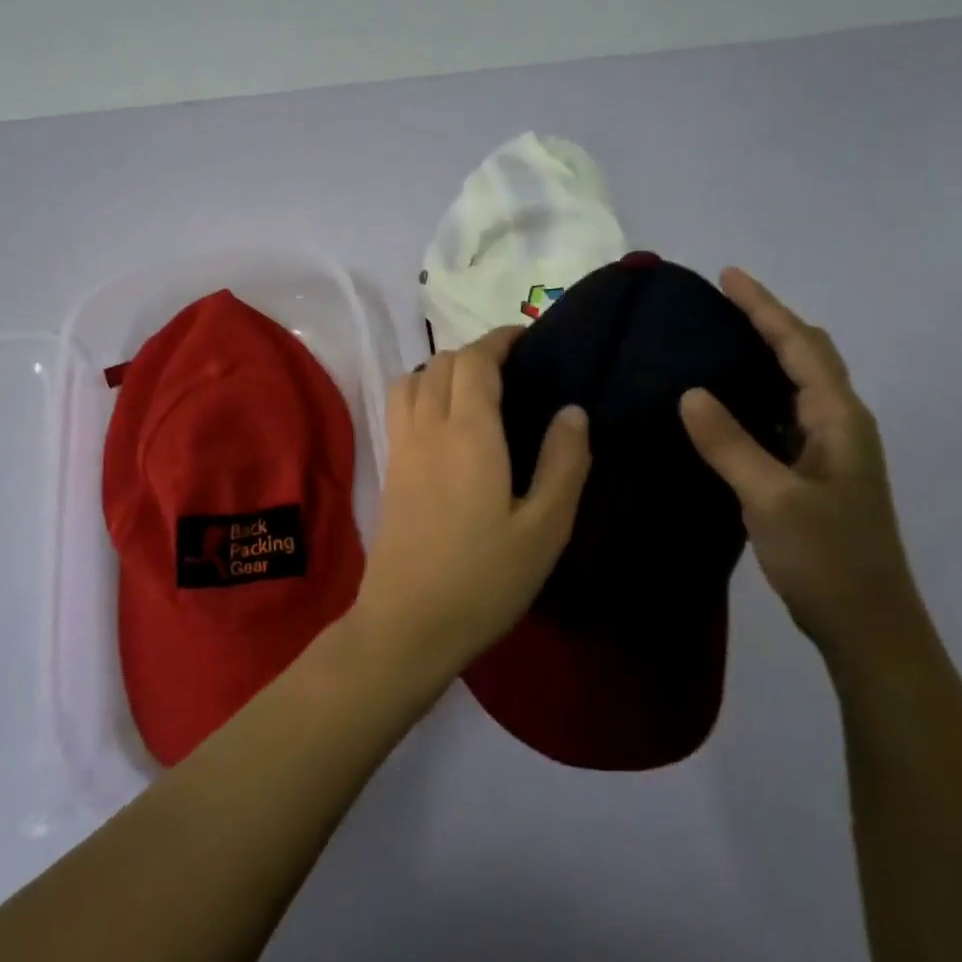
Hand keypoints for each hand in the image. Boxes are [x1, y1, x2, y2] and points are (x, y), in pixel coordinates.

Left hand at [351, 328, 591, 686]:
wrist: (408, 623)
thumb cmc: (484, 578)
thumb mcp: (544, 528)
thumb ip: (564, 463)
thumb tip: (573, 410)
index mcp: (468, 432)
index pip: (475, 360)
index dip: (500, 339)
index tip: (527, 339)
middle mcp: (428, 426)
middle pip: (442, 362)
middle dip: (476, 353)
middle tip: (513, 371)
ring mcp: (401, 446)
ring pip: (413, 378)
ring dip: (443, 369)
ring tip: (477, 392)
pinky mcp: (389, 469)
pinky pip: (400, 405)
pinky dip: (422, 391)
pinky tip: (446, 423)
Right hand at [679, 268, 918, 658]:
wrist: (867, 624)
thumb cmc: (826, 556)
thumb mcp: (770, 497)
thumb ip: (729, 443)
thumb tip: (689, 391)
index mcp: (838, 419)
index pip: (799, 346)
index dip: (764, 307)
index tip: (728, 275)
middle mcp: (841, 424)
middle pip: (808, 354)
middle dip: (770, 320)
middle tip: (724, 300)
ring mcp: (831, 449)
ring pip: (799, 382)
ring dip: (768, 351)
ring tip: (722, 335)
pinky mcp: (816, 471)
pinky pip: (786, 411)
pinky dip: (761, 389)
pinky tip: (730, 398)